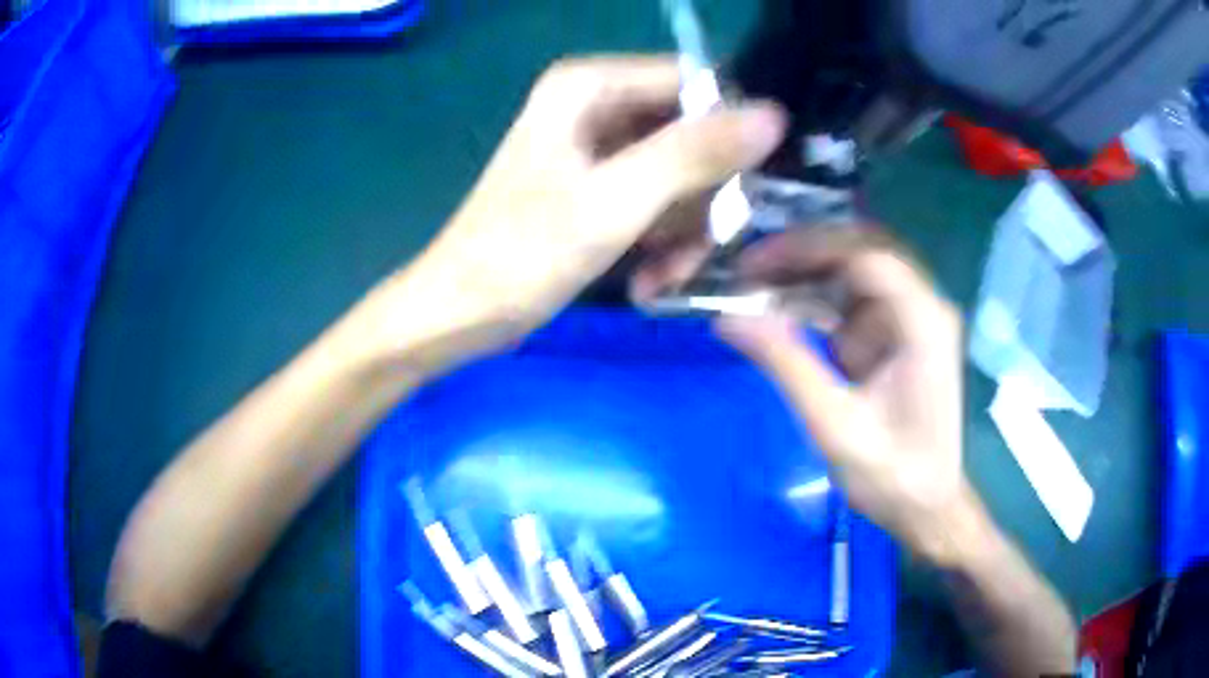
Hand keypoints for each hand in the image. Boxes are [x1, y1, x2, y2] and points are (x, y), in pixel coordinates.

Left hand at [386, 56, 784, 360]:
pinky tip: (651, 281)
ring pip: (682, 176)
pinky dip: (663, 242)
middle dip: (702, 198)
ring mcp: (600, 149)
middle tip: (698, 249)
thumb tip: (773, 116)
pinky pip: (659, 202)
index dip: (729, 133)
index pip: (694, 84)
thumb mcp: (615, 201)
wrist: (462, 313)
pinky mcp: (601, 188)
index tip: (746, 190)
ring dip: (684, 231)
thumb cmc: (521, 255)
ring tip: (665, 275)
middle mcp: (598, 105)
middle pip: (693, 134)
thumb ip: (694, 153)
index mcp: (591, 87)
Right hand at [717, 229, 980, 563]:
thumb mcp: (835, 425)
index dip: (808, 249)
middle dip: (802, 255)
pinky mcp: (892, 336)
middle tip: (747, 270)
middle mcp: (921, 307)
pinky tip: (776, 310)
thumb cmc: (892, 475)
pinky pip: (849, 302)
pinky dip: (812, 302)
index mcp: (923, 321)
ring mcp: (908, 320)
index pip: (866, 256)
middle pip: (859, 254)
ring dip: (803, 276)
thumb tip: (728, 318)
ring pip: (851, 273)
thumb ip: (787, 365)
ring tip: (751, 285)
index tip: (754, 265)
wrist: (926, 507)